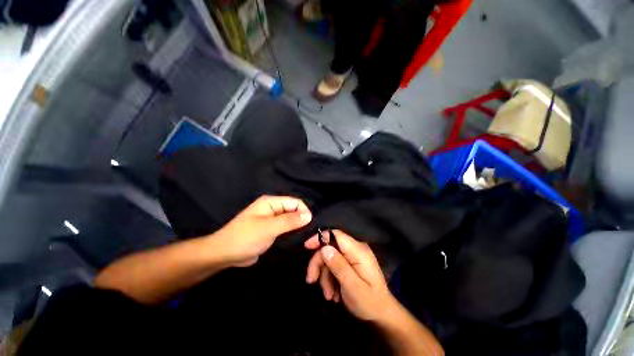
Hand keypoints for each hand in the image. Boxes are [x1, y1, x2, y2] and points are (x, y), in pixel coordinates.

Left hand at [213, 195, 311, 266]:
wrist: (224, 255)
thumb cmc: (245, 238)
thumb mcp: (268, 228)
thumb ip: (289, 221)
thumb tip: (309, 215)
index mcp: (271, 202)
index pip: (294, 202)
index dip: (303, 211)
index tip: (310, 225)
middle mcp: (272, 208)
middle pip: (293, 210)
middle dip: (301, 219)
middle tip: (309, 233)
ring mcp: (271, 219)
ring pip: (290, 219)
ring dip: (297, 226)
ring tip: (305, 236)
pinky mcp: (270, 229)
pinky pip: (285, 228)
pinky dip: (291, 232)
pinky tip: (297, 239)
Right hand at [305, 230, 397, 321]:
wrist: (382, 314)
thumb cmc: (370, 302)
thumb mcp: (353, 287)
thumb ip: (339, 266)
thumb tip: (324, 248)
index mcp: (358, 251)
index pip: (336, 235)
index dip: (320, 238)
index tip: (307, 247)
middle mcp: (355, 249)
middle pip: (330, 248)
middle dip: (319, 264)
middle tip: (311, 281)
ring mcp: (352, 256)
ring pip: (330, 258)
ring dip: (325, 276)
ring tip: (329, 296)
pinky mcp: (350, 264)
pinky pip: (334, 266)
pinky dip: (330, 279)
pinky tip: (333, 294)